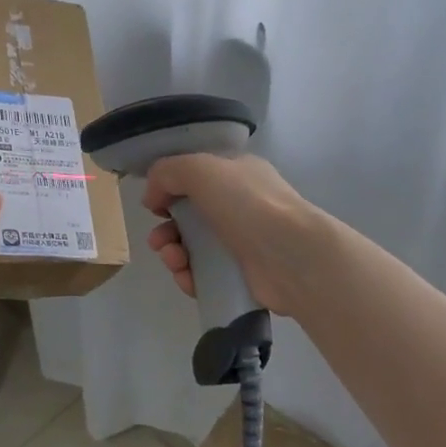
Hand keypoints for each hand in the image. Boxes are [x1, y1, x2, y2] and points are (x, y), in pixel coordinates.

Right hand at [142, 153, 322, 315]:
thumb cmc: (248, 204)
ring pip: (193, 248)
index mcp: (236, 174)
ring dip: (173, 253)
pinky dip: (189, 276)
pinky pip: (204, 275)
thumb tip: (152, 197)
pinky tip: (187, 277)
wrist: (293, 256)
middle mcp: (240, 205)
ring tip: (174, 260)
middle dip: (166, 228)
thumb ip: (167, 172)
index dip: (169, 189)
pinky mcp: (241, 275)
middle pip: (189, 216)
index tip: (154, 205)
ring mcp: (242, 242)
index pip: (195, 177)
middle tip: (159, 240)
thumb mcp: (200, 169)